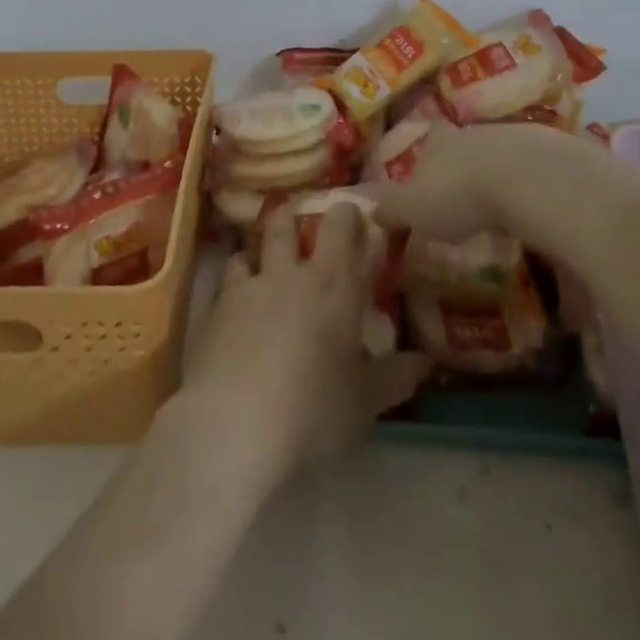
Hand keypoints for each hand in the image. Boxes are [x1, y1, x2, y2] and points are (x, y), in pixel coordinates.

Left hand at [177, 203, 428, 489]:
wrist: (234, 426)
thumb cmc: (313, 410)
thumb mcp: (364, 401)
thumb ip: (394, 377)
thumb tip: (425, 361)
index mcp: (332, 285)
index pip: (340, 228)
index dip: (346, 214)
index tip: (352, 213)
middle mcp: (288, 275)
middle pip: (286, 224)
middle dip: (293, 217)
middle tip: (300, 222)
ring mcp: (246, 289)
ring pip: (250, 249)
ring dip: (257, 251)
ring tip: (261, 263)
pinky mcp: (213, 311)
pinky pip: (224, 283)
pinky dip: (233, 285)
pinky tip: (235, 306)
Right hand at [371, 122, 639, 257]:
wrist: (531, 180)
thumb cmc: (461, 195)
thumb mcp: (414, 209)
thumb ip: (389, 207)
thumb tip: (359, 203)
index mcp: (440, 143)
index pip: (427, 144)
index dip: (425, 161)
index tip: (428, 180)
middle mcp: (476, 134)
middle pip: (465, 147)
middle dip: (464, 168)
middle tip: (465, 196)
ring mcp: (517, 138)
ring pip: (502, 154)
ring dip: (500, 175)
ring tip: (502, 206)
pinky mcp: (554, 152)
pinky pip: (537, 168)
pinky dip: (534, 185)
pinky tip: (536, 208)